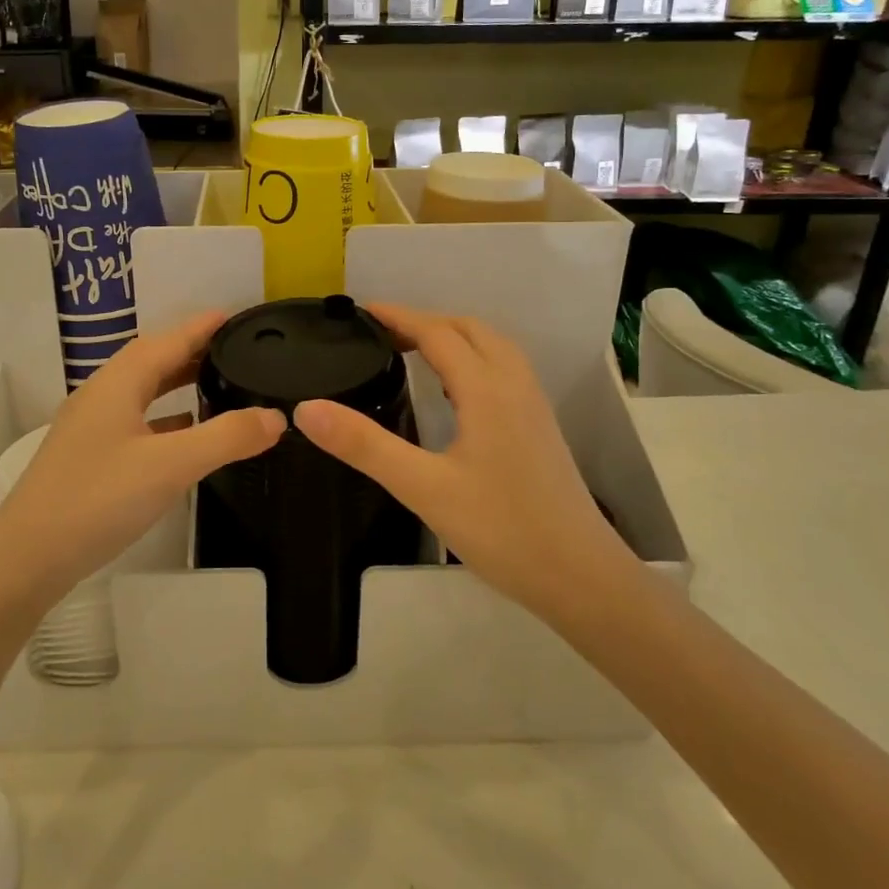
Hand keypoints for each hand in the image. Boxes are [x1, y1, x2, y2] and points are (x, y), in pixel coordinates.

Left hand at [0, 311, 284, 611]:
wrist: (26, 559)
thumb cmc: (98, 499)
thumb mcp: (171, 466)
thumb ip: (227, 437)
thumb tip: (276, 416)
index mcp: (117, 384)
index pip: (167, 341)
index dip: (201, 327)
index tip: (236, 316)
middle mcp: (101, 397)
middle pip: (152, 362)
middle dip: (192, 351)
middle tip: (236, 350)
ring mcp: (91, 429)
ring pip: (142, 392)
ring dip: (178, 383)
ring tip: (217, 383)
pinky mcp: (89, 458)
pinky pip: (136, 422)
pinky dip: (166, 418)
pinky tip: (186, 435)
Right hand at [292, 304, 631, 620]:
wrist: (582, 576)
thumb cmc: (502, 530)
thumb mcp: (423, 488)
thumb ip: (365, 446)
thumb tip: (306, 409)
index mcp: (486, 389)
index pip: (437, 333)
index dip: (398, 317)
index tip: (362, 312)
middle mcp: (514, 385)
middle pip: (470, 329)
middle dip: (425, 322)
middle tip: (382, 335)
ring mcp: (533, 405)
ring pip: (493, 347)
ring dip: (453, 337)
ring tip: (414, 353)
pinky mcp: (541, 427)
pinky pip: (504, 369)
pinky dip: (474, 358)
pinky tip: (457, 392)